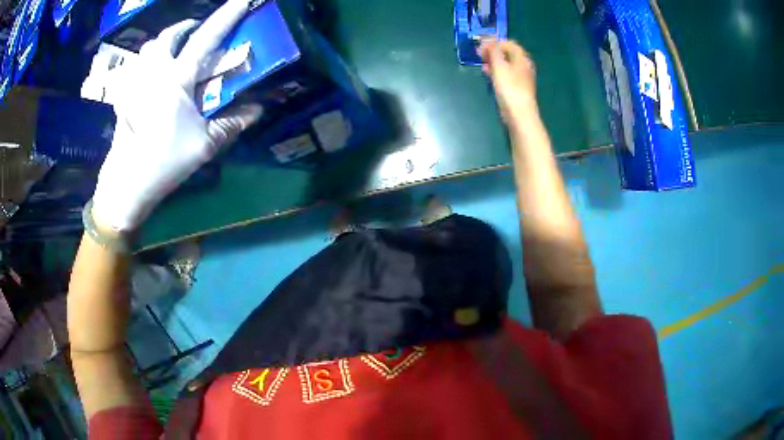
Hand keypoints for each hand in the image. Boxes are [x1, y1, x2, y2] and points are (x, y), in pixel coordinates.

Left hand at [92, 0, 261, 232]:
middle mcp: (153, 74)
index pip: (205, 38)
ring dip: (163, 43)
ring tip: (174, 50)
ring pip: (148, 49)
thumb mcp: (205, 146)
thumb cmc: (165, 163)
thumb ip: (231, 123)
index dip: (226, 15)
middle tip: (194, 31)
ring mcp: (135, 85)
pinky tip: (152, 76)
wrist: (126, 185)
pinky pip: (135, 68)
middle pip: (167, 36)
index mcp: (176, 80)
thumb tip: (257, 109)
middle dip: (183, 27)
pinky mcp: (123, 98)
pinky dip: (146, 63)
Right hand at [479, 39, 537, 123]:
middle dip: (492, 51)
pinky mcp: (517, 87)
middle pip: (507, 53)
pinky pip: (506, 74)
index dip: (494, 42)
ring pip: (506, 64)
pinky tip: (488, 74)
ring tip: (482, 64)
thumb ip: (493, 50)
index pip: (508, 43)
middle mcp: (524, 65)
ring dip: (493, 61)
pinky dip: (496, 71)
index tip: (480, 46)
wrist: (519, 114)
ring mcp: (521, 77)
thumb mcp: (499, 65)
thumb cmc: (509, 88)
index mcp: (522, 58)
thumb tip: (489, 39)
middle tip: (479, 54)